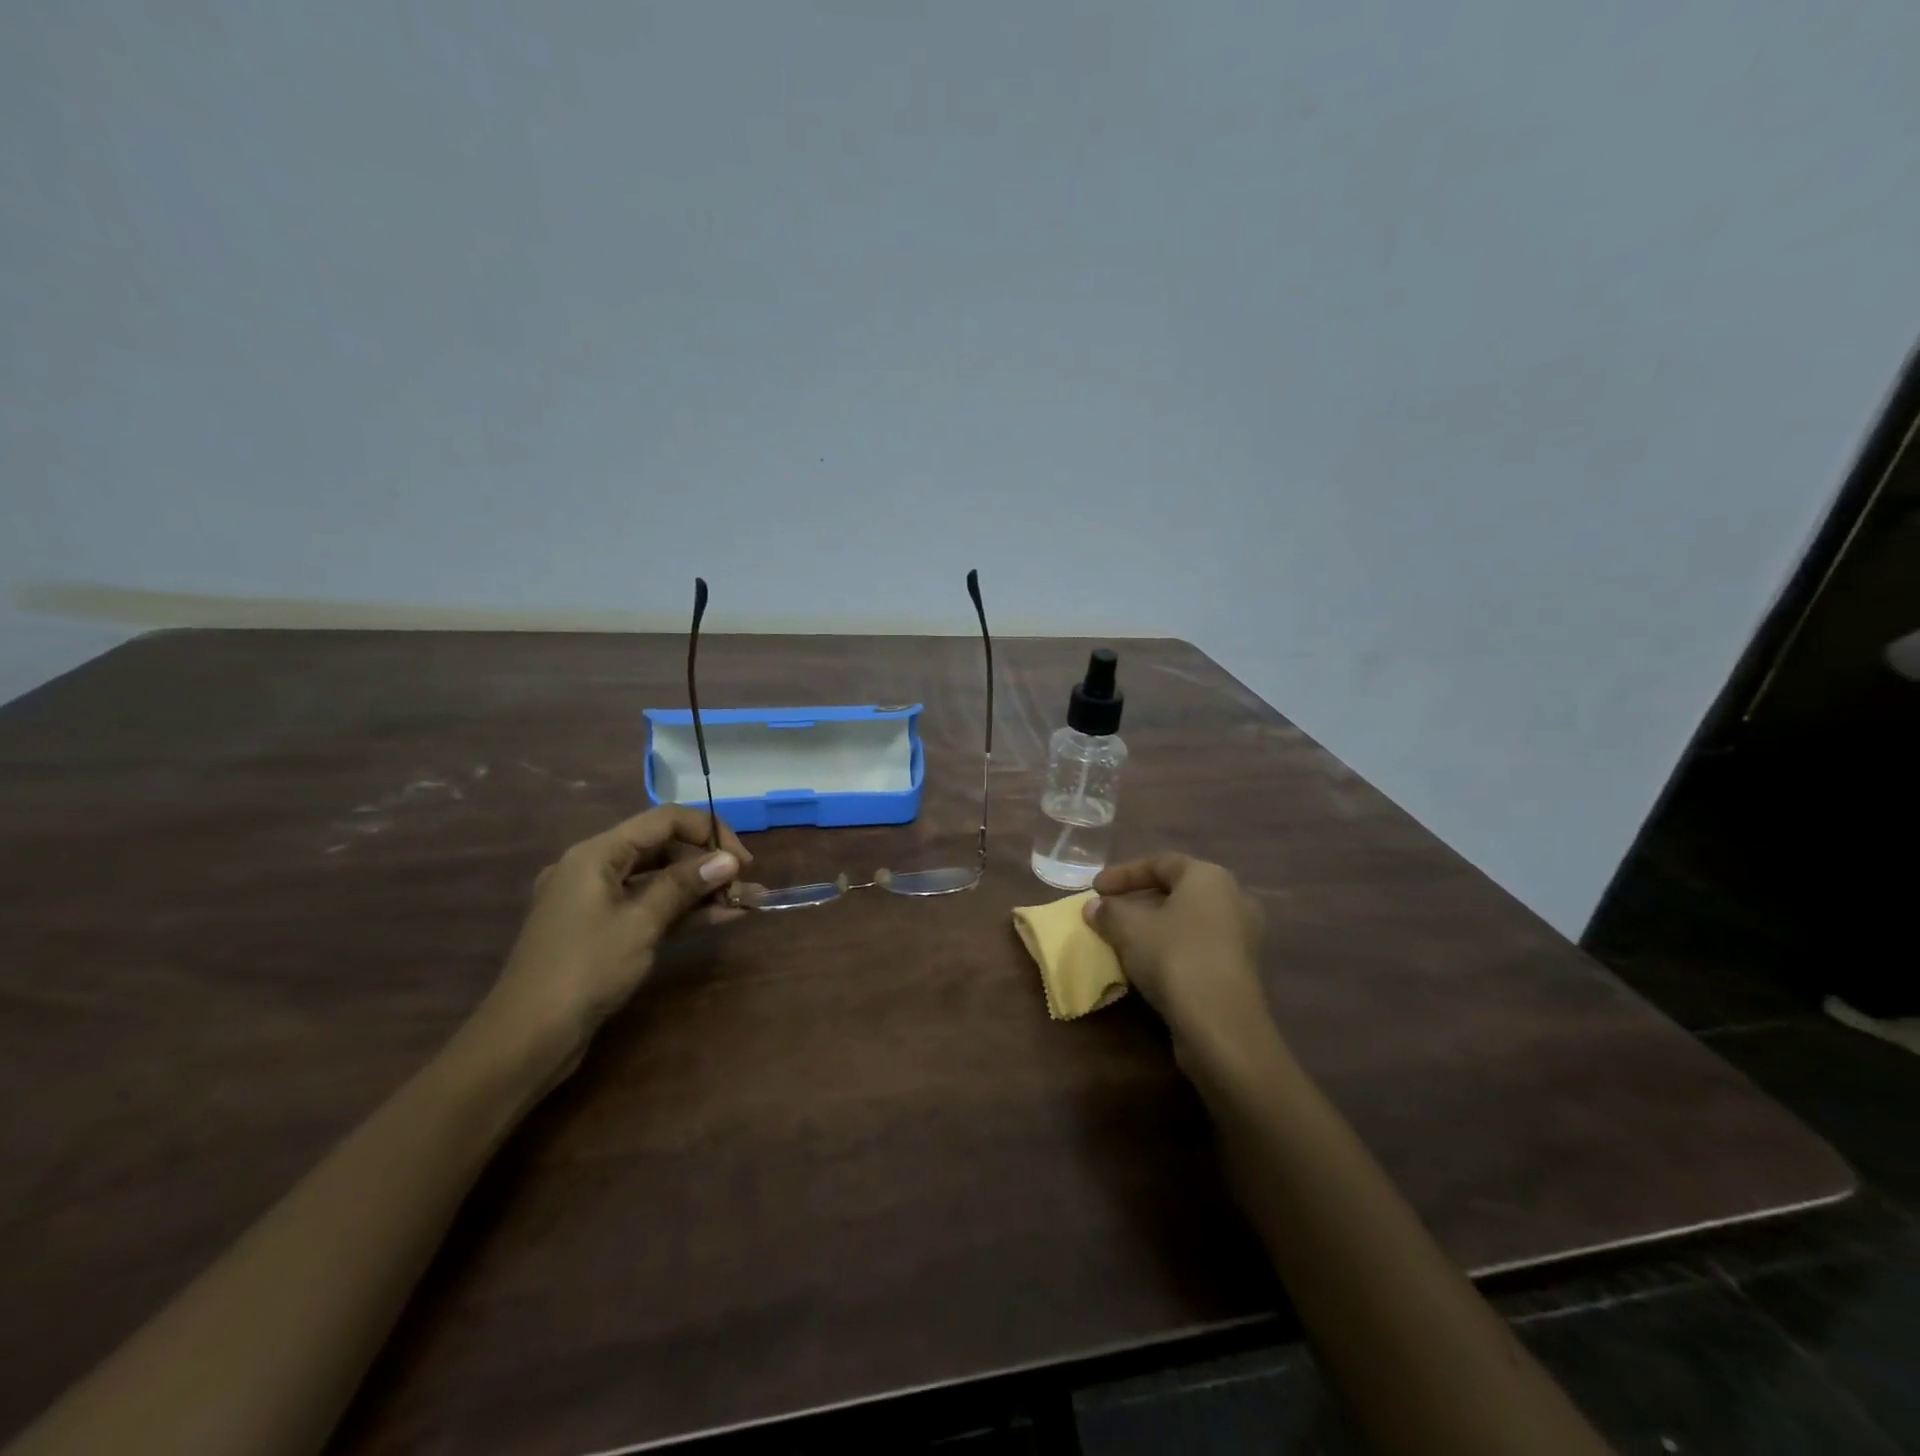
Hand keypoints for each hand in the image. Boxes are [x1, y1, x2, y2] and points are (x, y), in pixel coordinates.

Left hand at [469, 807, 752, 1070]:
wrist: (526, 1038)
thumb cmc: (585, 969)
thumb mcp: (641, 923)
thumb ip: (685, 885)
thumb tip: (729, 859)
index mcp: (595, 854)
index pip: (663, 821)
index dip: (708, 832)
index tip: (742, 860)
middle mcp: (593, 868)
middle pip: (661, 849)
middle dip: (707, 863)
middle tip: (745, 884)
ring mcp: (595, 902)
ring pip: (658, 881)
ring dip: (700, 889)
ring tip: (745, 900)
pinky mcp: (601, 931)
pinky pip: (648, 908)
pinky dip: (682, 911)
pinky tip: (721, 917)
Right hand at [1083, 854, 1268, 1046]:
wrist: (1222, 1024)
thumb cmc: (1174, 957)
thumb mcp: (1129, 929)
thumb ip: (1109, 911)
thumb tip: (1094, 906)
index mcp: (1209, 876)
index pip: (1161, 862)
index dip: (1123, 873)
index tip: (1096, 888)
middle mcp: (1233, 897)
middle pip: (1178, 890)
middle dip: (1140, 899)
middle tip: (1111, 910)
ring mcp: (1242, 934)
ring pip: (1189, 919)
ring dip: (1155, 925)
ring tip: (1124, 937)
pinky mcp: (1241, 968)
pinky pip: (1200, 944)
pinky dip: (1172, 946)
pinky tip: (1148, 962)